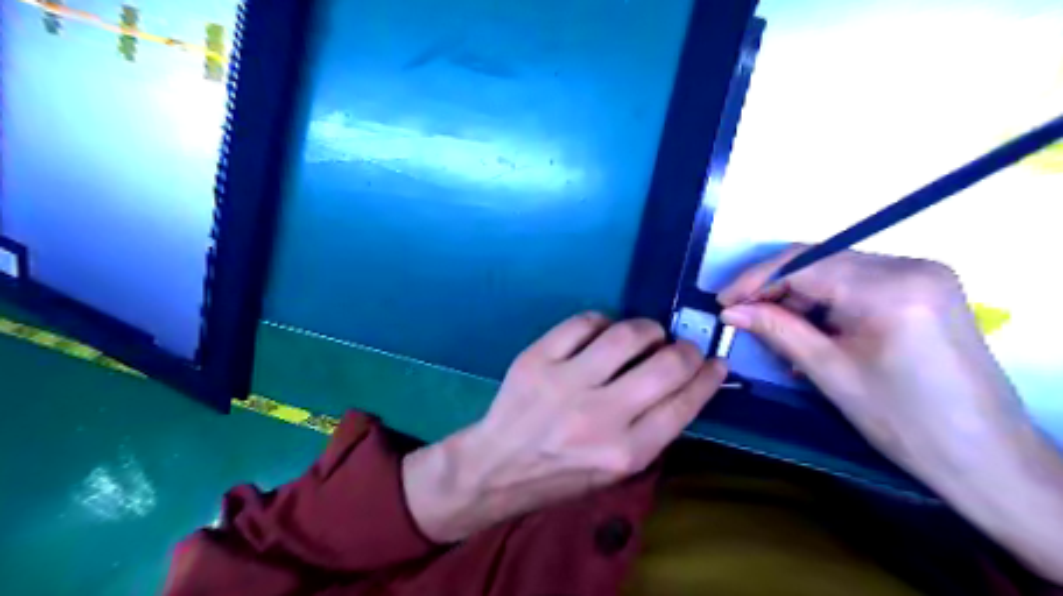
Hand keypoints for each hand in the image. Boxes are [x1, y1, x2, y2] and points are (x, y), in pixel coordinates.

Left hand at [404, 316, 726, 545]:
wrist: (498, 466)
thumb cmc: (563, 473)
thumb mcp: (617, 469)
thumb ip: (653, 429)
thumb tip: (687, 382)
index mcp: (626, 452)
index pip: (684, 403)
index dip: (708, 376)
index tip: (716, 361)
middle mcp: (600, 416)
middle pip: (666, 364)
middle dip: (686, 349)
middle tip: (681, 347)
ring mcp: (566, 383)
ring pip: (627, 335)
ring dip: (648, 329)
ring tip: (647, 335)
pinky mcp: (538, 359)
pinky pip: (584, 322)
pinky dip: (603, 322)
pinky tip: (603, 332)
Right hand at [717, 245, 1061, 581]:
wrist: (985, 456)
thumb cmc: (904, 422)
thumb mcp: (829, 373)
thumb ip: (777, 330)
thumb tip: (731, 311)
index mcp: (889, 288)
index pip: (803, 263)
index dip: (755, 280)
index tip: (723, 301)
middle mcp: (910, 267)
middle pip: (820, 262)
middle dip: (775, 288)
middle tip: (741, 316)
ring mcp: (923, 274)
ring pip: (836, 271)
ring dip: (799, 296)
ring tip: (773, 328)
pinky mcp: (925, 288)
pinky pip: (858, 283)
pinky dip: (826, 302)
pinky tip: (810, 329)